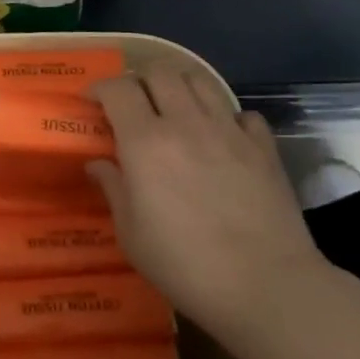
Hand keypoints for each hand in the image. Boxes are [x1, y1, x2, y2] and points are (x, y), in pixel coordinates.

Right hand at [88, 69, 325, 337]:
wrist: (268, 287)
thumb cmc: (185, 265)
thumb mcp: (131, 234)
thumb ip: (113, 189)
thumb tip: (98, 163)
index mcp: (145, 142)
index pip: (118, 89)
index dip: (100, 88)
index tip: (91, 103)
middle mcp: (186, 124)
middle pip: (160, 71)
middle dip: (139, 78)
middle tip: (132, 102)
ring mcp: (229, 132)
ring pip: (200, 80)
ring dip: (180, 86)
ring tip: (173, 109)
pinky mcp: (264, 148)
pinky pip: (242, 113)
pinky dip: (226, 117)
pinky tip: (220, 137)